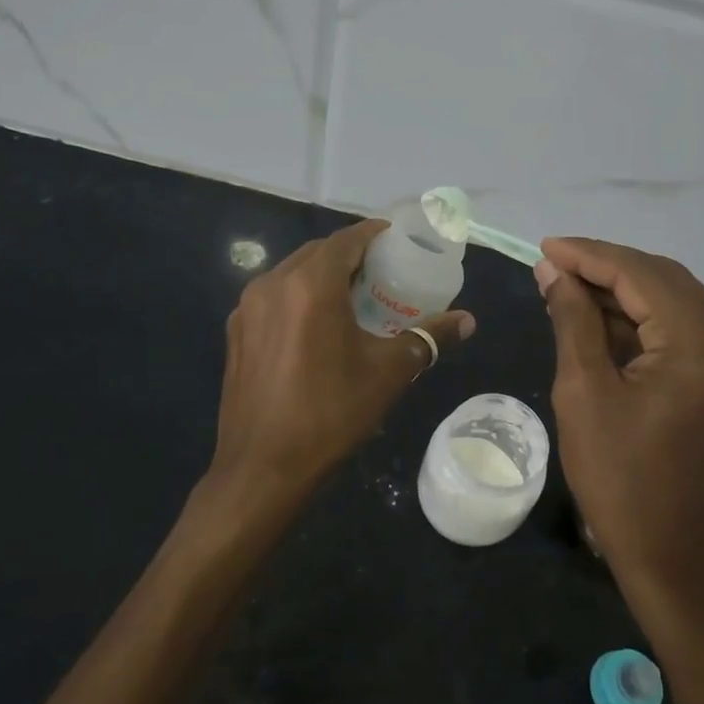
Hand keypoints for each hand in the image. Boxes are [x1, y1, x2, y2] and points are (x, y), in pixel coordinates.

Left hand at [199, 218, 474, 526]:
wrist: (262, 468)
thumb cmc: (330, 414)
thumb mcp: (387, 374)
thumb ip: (428, 338)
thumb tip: (467, 321)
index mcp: (310, 285)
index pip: (346, 240)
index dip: (373, 234)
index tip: (397, 240)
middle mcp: (272, 284)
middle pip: (316, 253)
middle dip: (349, 255)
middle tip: (381, 272)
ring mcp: (247, 309)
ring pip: (291, 274)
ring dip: (321, 275)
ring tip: (352, 296)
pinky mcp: (235, 333)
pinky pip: (273, 298)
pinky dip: (297, 297)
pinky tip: (316, 325)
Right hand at [535, 237, 703, 605]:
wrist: (677, 560)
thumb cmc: (620, 482)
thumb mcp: (584, 393)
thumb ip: (573, 320)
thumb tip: (553, 271)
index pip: (641, 275)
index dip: (588, 255)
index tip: (544, 248)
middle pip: (666, 281)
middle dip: (607, 270)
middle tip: (552, 268)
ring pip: (680, 303)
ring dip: (626, 295)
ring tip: (570, 292)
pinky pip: (691, 332)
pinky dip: (649, 323)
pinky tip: (607, 322)